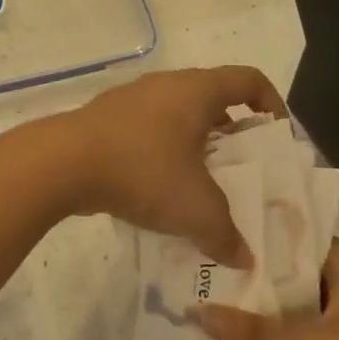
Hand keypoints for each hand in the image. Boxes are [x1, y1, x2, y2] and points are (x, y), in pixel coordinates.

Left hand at [55, 65, 288, 267]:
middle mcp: (166, 85)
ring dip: (193, 146)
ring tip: (200, 185)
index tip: (276, 138)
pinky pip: (146, 131)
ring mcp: (130, 100)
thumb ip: (226, 235)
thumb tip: (244, 259)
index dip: (272, 104)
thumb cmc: (143, 171)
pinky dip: (160, 153)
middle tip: (241, 170)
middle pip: (212, 100)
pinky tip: (155, 189)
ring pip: (176, 117)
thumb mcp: (196, 210)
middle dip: (232, 134)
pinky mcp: (103, 120)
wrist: (62, 164)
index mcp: (197, 90)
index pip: (249, 80)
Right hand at [199, 240, 338, 339]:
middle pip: (295, 278)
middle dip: (256, 282)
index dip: (261, 238)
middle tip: (206, 275)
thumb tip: (196, 312)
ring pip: (300, 314)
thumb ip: (252, 331)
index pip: (299, 239)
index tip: (220, 235)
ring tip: (215, 308)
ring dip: (267, 318)